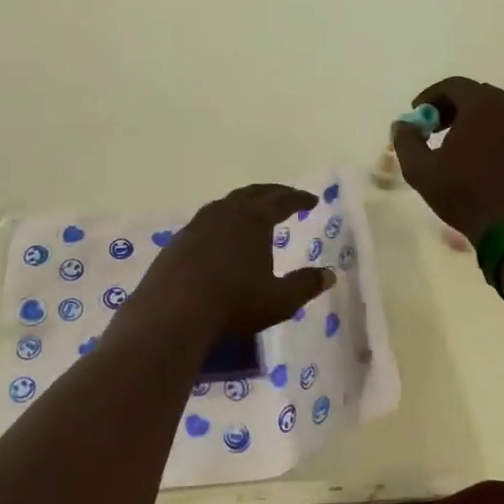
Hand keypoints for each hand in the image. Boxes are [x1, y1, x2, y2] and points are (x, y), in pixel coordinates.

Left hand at [129, 184, 335, 337]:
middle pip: (253, 193)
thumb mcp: (280, 300)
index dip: (299, 199)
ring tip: (253, 212)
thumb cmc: (235, 301)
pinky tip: (221, 237)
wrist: (174, 310)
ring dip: (244, 204)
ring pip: (227, 203)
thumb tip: (329, 275)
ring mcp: (198, 224)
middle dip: (273, 193)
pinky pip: (207, 221)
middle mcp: (226, 212)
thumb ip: (305, 285)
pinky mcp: (179, 240)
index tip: (312, 200)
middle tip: (286, 196)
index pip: (282, 201)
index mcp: (254, 218)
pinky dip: (222, 221)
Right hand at [390, 77, 503, 243]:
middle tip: (432, 127)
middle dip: (450, 106)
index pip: (453, 85)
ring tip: (452, 142)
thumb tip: (403, 125)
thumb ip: (406, 140)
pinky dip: (488, 130)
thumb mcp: (420, 170)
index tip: (417, 114)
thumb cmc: (464, 194)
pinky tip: (475, 156)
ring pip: (493, 110)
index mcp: (483, 106)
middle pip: (475, 94)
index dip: (430, 96)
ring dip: (470, 118)